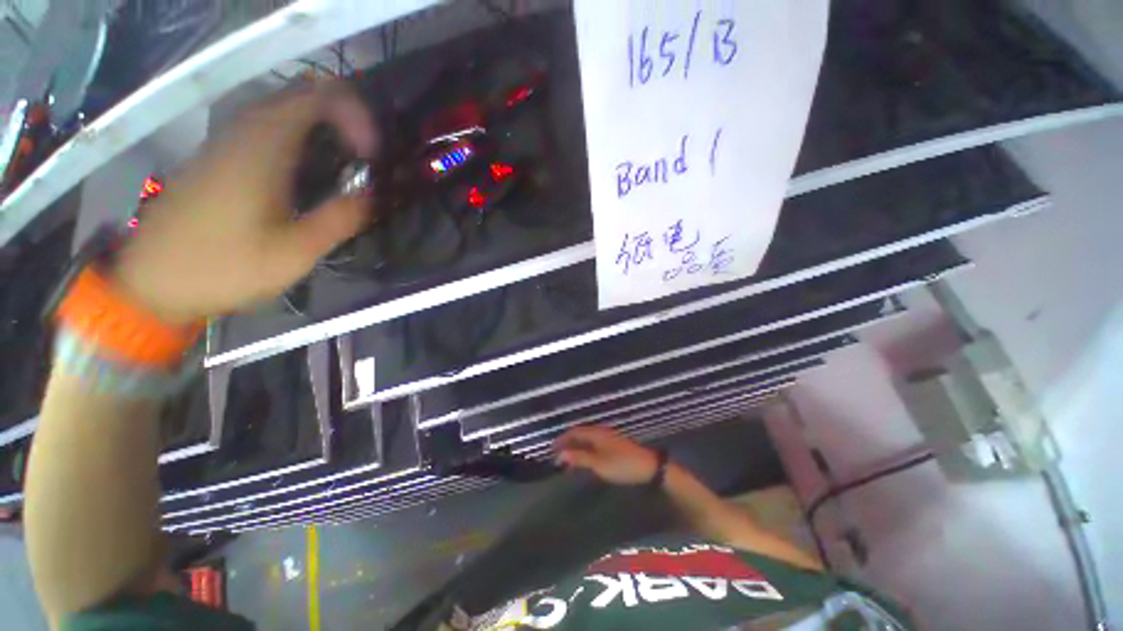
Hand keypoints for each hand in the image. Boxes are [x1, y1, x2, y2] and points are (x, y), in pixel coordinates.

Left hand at [112, 82, 378, 324]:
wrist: (153, 280)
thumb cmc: (224, 268)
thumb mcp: (294, 253)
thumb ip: (339, 219)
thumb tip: (375, 197)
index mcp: (263, 148)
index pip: (319, 98)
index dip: (356, 117)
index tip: (373, 155)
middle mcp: (244, 131)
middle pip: (303, 98)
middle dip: (345, 122)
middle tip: (367, 160)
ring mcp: (227, 141)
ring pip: (286, 111)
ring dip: (324, 130)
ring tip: (347, 167)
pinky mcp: (220, 156)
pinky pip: (268, 128)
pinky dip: (300, 139)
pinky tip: (310, 173)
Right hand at [555, 426, 658, 485]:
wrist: (648, 467)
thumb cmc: (621, 464)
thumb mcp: (598, 464)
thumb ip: (579, 458)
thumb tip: (560, 454)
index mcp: (595, 432)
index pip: (574, 431)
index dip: (562, 439)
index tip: (552, 450)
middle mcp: (600, 431)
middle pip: (580, 434)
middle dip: (568, 444)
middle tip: (559, 457)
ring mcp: (608, 437)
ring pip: (587, 440)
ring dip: (577, 448)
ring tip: (570, 461)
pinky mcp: (614, 444)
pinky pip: (594, 444)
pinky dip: (586, 450)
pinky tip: (586, 461)